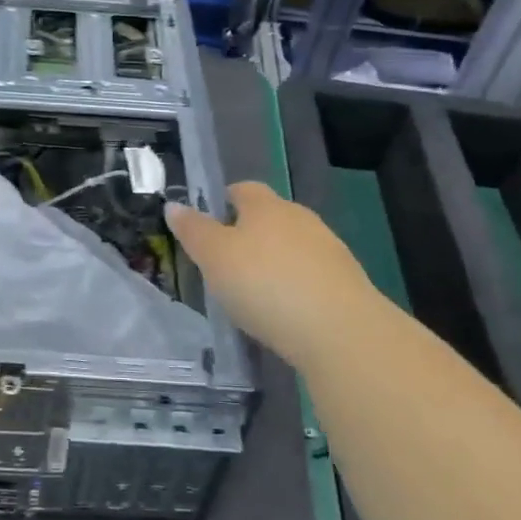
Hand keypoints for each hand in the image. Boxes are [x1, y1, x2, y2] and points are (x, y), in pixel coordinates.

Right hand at [166, 181, 392, 370]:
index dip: (223, 202)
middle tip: (225, 263)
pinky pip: (311, 275)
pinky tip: (284, 311)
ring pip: (292, 246)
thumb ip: (193, 230)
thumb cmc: (264, 284)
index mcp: (266, 205)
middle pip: (269, 216)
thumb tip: (174, 205)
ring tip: (254, 292)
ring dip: (274, 261)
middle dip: (248, 234)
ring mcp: (328, 249)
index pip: (242, 189)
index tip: (208, 225)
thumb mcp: (214, 257)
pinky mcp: (346, 281)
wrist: (339, 330)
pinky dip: (295, 286)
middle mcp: (300, 217)